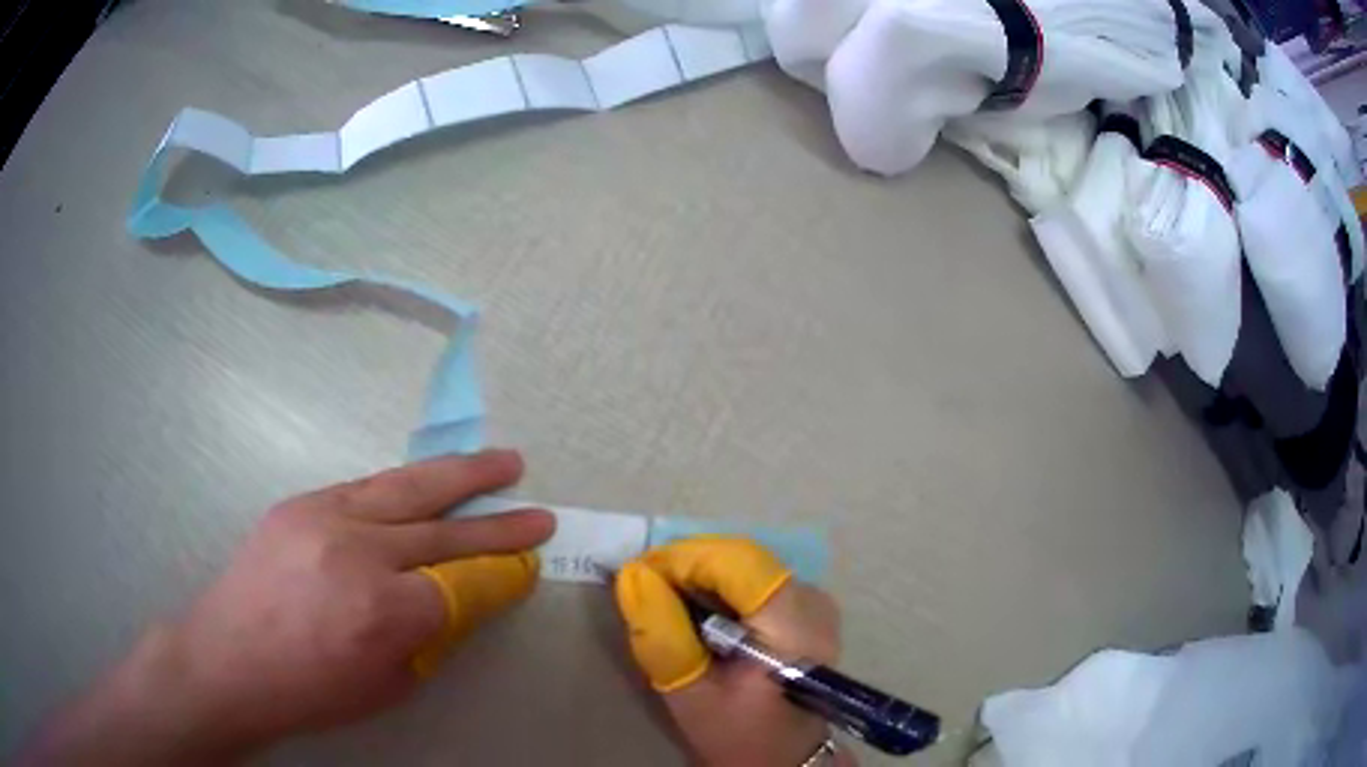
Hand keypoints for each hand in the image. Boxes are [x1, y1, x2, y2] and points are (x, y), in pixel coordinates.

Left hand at [20, 449, 553, 765]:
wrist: (229, 658)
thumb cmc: (310, 690)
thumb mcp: (386, 684)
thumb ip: (430, 637)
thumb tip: (462, 600)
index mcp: (385, 611)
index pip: (465, 584)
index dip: (502, 576)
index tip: (528, 567)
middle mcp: (360, 551)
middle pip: (444, 528)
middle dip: (498, 521)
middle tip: (539, 510)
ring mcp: (326, 517)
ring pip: (408, 487)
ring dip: (460, 476)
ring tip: (502, 463)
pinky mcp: (301, 503)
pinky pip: (366, 486)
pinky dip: (405, 485)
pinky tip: (427, 482)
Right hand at [614, 538, 854, 766]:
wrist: (786, 757)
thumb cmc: (740, 734)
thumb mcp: (690, 695)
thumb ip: (662, 635)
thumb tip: (634, 574)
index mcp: (794, 625)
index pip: (736, 562)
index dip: (682, 559)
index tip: (637, 575)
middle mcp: (813, 601)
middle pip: (740, 559)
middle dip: (686, 567)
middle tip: (644, 591)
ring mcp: (814, 602)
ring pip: (745, 566)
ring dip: (700, 577)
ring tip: (665, 603)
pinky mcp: (807, 609)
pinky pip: (755, 580)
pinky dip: (720, 589)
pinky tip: (698, 613)